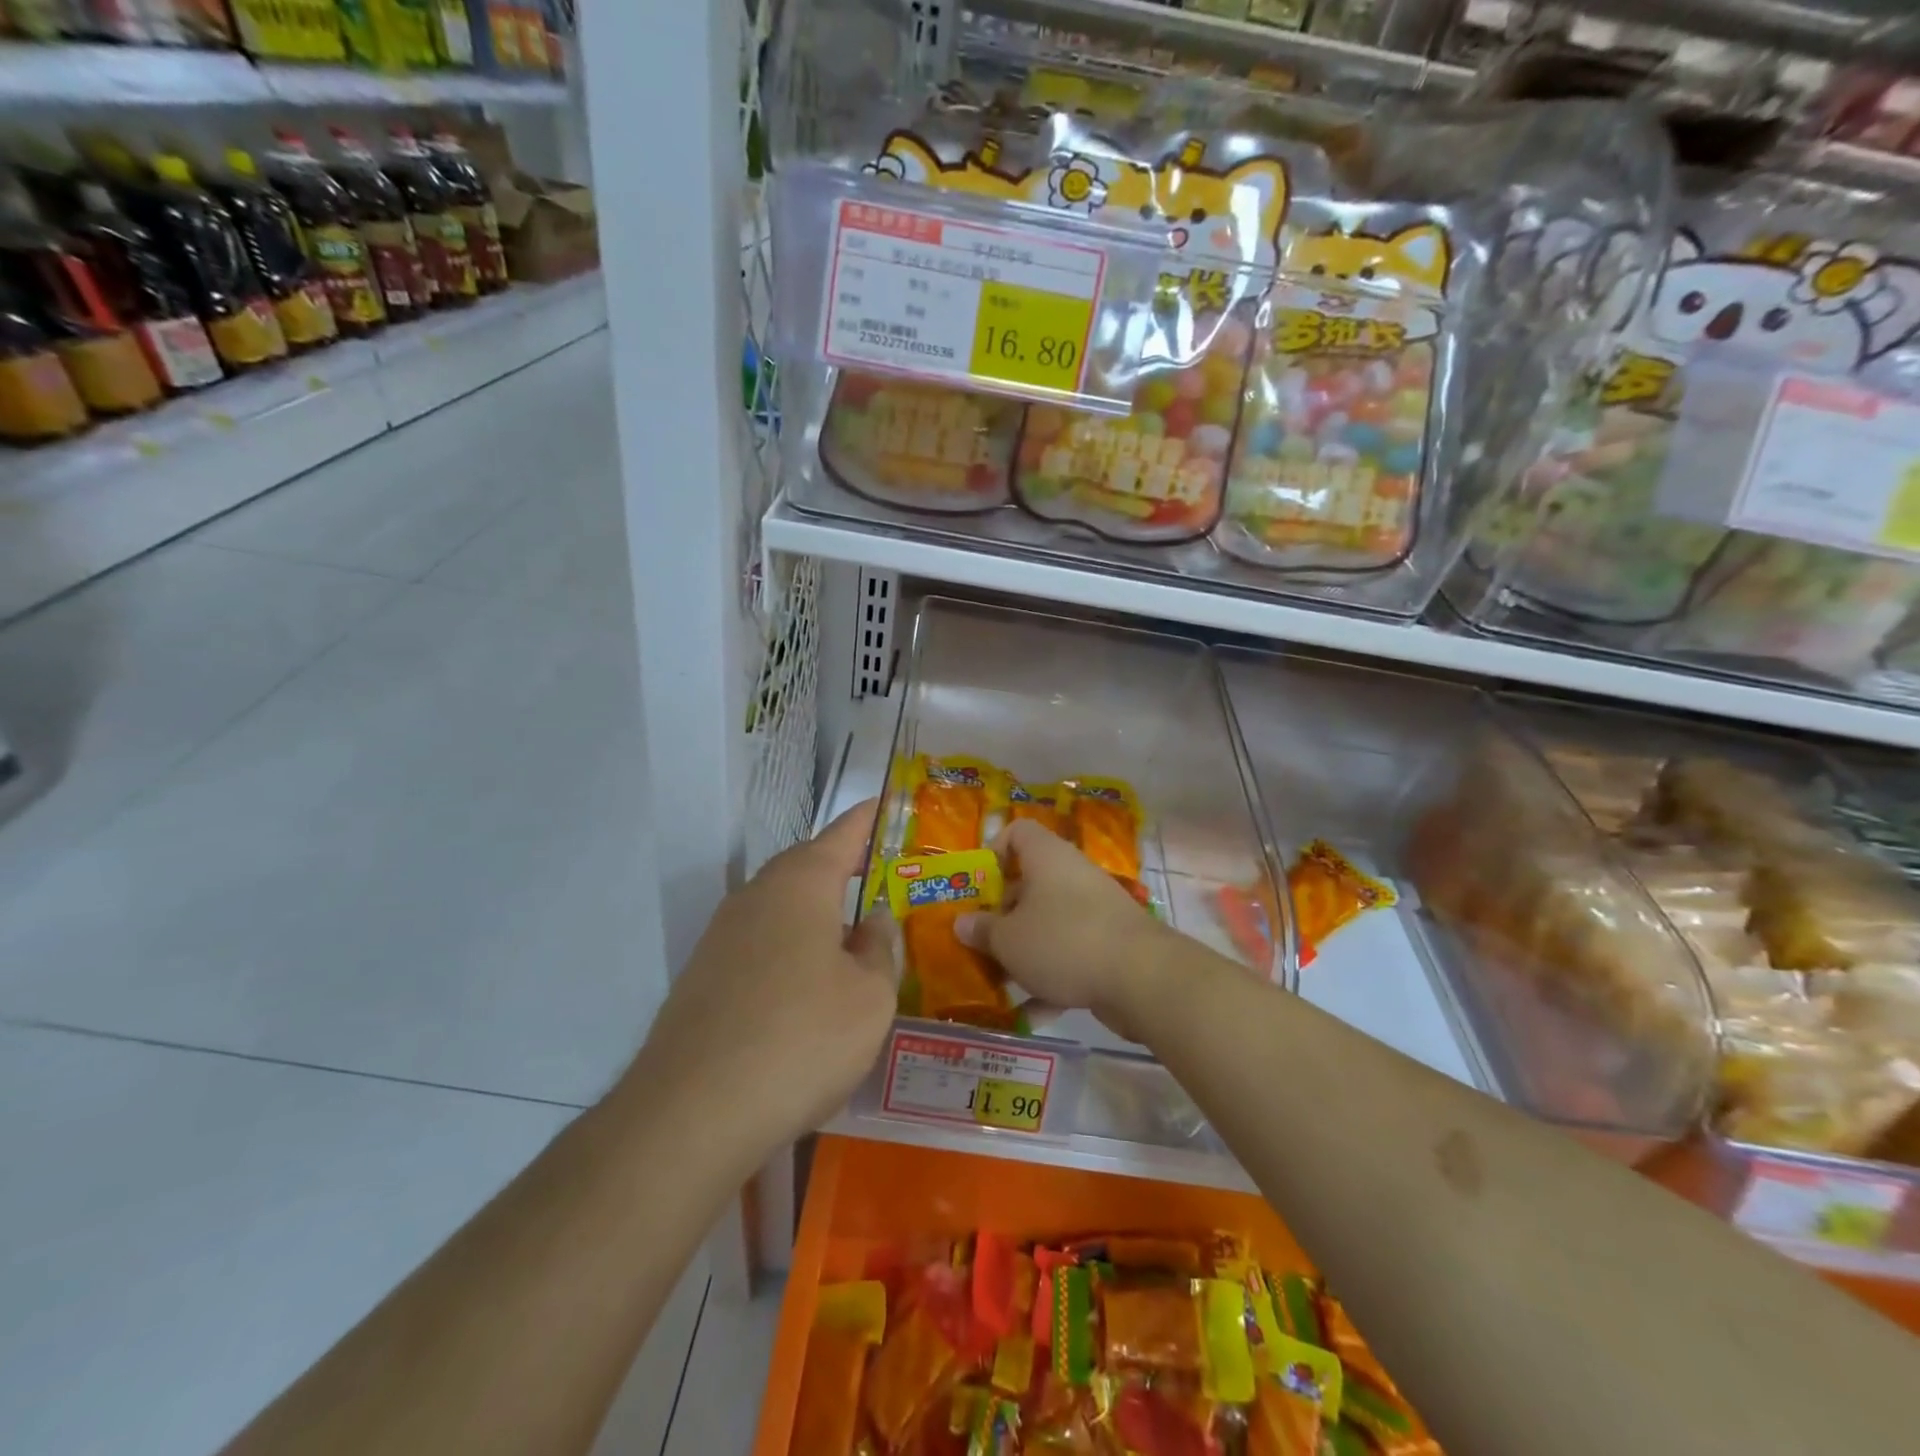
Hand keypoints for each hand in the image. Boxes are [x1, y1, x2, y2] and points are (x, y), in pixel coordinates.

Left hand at [619, 801, 897, 1157]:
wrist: (691, 1114)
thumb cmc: (801, 1040)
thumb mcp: (870, 997)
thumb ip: (879, 949)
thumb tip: (871, 921)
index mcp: (800, 885)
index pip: (842, 835)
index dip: (866, 820)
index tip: (883, 803)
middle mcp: (756, 897)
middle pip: (805, 867)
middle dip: (840, 868)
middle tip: (874, 877)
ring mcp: (721, 937)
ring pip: (779, 908)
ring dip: (814, 914)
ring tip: (847, 937)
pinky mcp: (702, 978)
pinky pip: (759, 944)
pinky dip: (789, 949)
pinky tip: (805, 989)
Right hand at [957, 819, 1173, 1042]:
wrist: (1141, 977)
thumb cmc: (1063, 941)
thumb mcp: (1009, 939)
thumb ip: (982, 930)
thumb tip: (962, 922)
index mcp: (1046, 858)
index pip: (1017, 833)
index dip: (993, 851)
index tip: (977, 886)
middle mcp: (1071, 876)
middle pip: (1029, 884)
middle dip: (1002, 915)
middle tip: (978, 941)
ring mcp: (1094, 911)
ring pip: (1048, 924)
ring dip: (1023, 951)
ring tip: (997, 981)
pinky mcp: (1109, 945)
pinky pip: (1070, 955)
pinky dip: (1051, 980)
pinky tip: (1031, 1013)